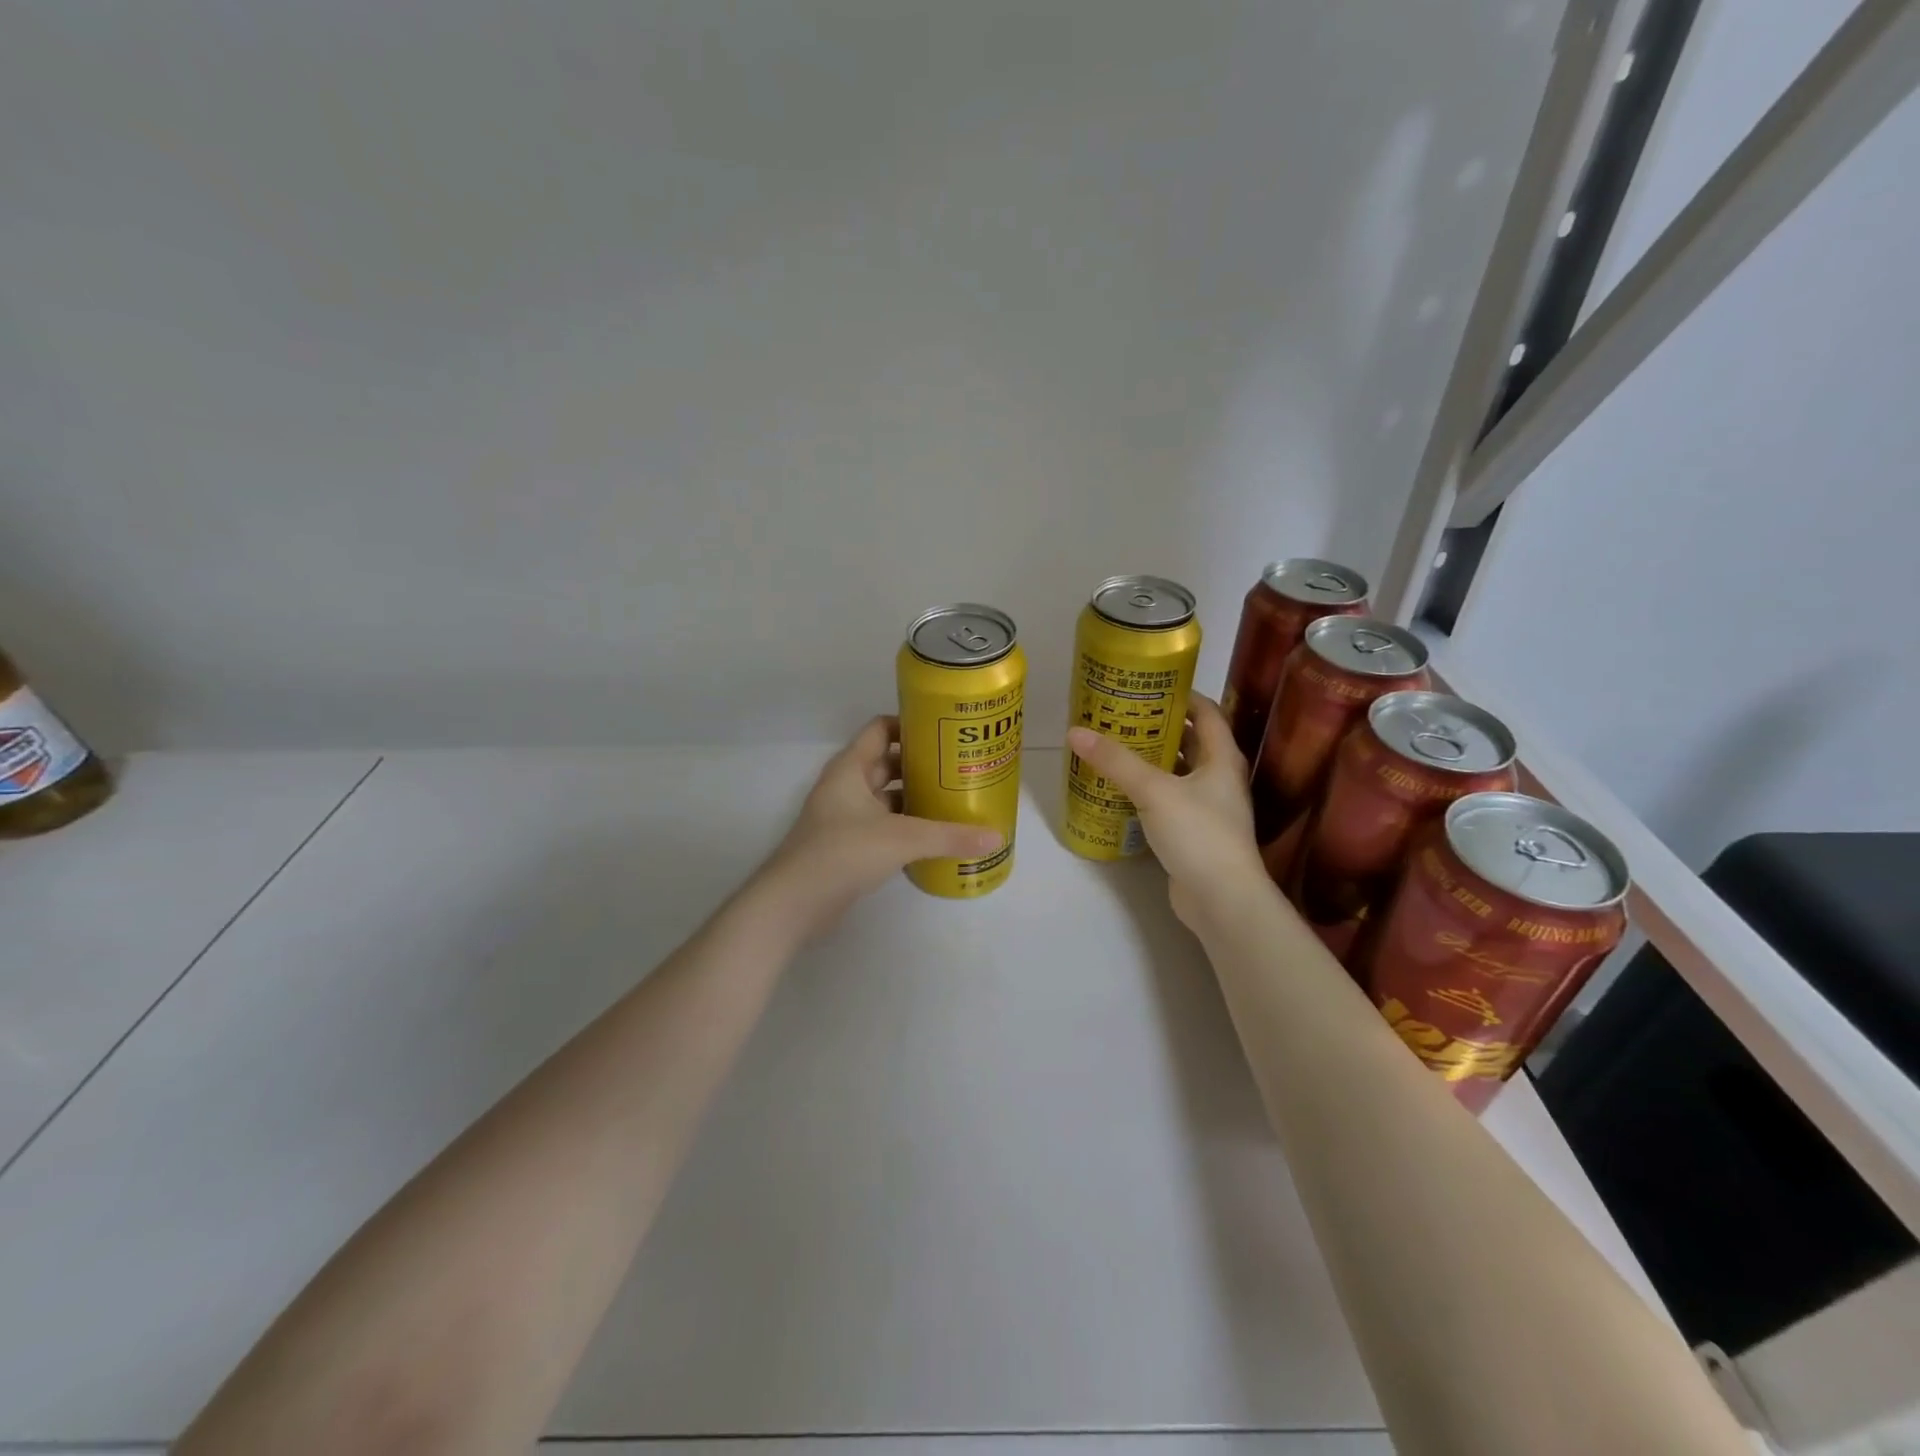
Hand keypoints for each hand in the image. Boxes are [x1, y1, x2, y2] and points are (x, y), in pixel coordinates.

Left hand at [758, 715, 1003, 938]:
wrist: (794, 902)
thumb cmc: (843, 853)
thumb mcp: (903, 839)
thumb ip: (950, 836)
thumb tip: (997, 837)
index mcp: (850, 768)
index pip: (881, 730)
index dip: (910, 725)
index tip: (944, 732)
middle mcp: (845, 786)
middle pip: (886, 763)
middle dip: (920, 765)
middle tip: (959, 768)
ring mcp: (843, 817)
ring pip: (884, 797)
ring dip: (913, 797)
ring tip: (953, 800)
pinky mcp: (846, 845)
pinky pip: (881, 825)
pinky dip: (904, 825)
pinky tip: (932, 836)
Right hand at [1066, 693, 1267, 930]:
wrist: (1222, 900)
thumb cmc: (1198, 834)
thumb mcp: (1154, 791)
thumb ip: (1116, 761)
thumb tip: (1075, 732)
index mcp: (1222, 759)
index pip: (1207, 713)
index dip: (1182, 696)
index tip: (1149, 686)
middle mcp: (1219, 779)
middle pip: (1190, 742)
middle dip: (1158, 728)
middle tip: (1120, 716)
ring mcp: (1208, 809)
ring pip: (1178, 774)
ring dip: (1151, 761)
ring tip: (1114, 748)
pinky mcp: (1194, 833)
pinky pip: (1168, 801)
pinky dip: (1147, 792)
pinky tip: (1119, 791)